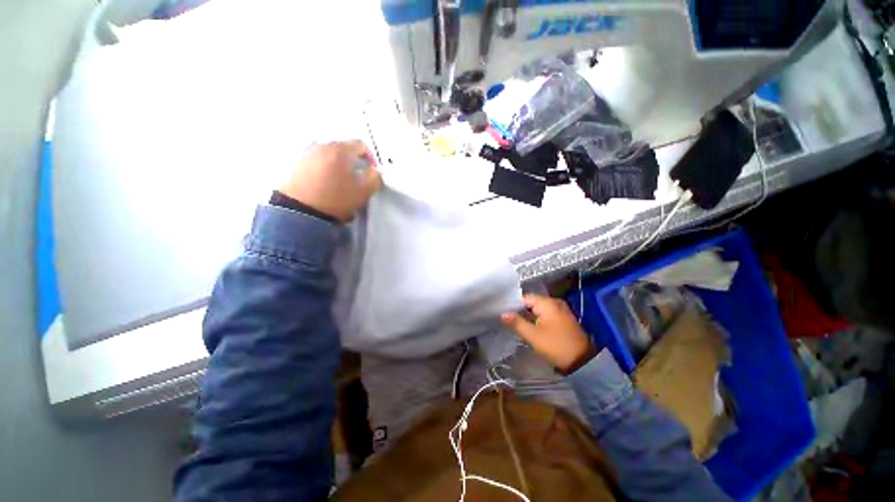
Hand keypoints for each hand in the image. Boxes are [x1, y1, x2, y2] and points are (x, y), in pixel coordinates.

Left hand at [280, 141, 381, 222]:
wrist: (301, 211)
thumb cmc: (336, 199)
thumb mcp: (364, 191)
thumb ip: (375, 177)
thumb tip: (375, 171)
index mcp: (339, 150)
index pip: (361, 145)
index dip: (370, 158)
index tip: (371, 172)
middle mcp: (321, 146)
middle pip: (344, 149)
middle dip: (353, 162)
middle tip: (357, 178)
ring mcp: (306, 154)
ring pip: (330, 156)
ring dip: (339, 166)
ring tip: (341, 184)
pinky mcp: (296, 165)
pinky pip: (317, 163)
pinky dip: (325, 170)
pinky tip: (327, 186)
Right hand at [500, 294, 595, 373]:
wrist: (582, 361)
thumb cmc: (555, 346)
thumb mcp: (533, 335)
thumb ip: (516, 322)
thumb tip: (502, 314)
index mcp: (547, 303)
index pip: (525, 298)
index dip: (513, 304)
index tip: (503, 312)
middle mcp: (555, 302)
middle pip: (531, 302)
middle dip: (520, 310)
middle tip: (508, 319)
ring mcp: (561, 310)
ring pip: (538, 308)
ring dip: (528, 315)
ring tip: (516, 323)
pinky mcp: (564, 318)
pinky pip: (546, 313)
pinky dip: (537, 318)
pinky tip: (530, 326)